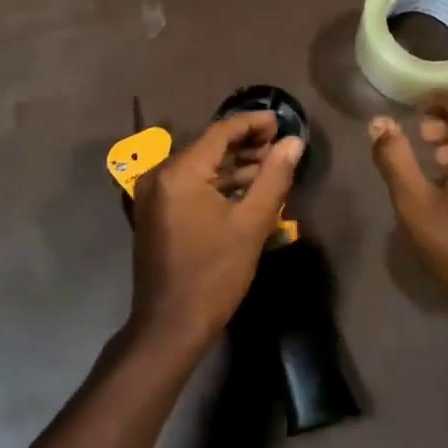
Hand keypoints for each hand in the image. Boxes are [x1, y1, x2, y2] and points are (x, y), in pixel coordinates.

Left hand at [131, 111, 303, 351]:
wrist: (170, 326)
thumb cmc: (214, 274)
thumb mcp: (252, 224)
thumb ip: (274, 177)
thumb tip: (294, 142)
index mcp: (179, 172)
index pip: (220, 132)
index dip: (252, 123)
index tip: (280, 121)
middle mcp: (159, 175)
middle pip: (208, 146)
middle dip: (245, 143)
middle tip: (279, 144)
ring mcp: (153, 194)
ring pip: (200, 166)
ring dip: (233, 164)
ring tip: (269, 164)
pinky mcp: (155, 212)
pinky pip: (190, 184)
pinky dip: (217, 182)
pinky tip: (245, 187)